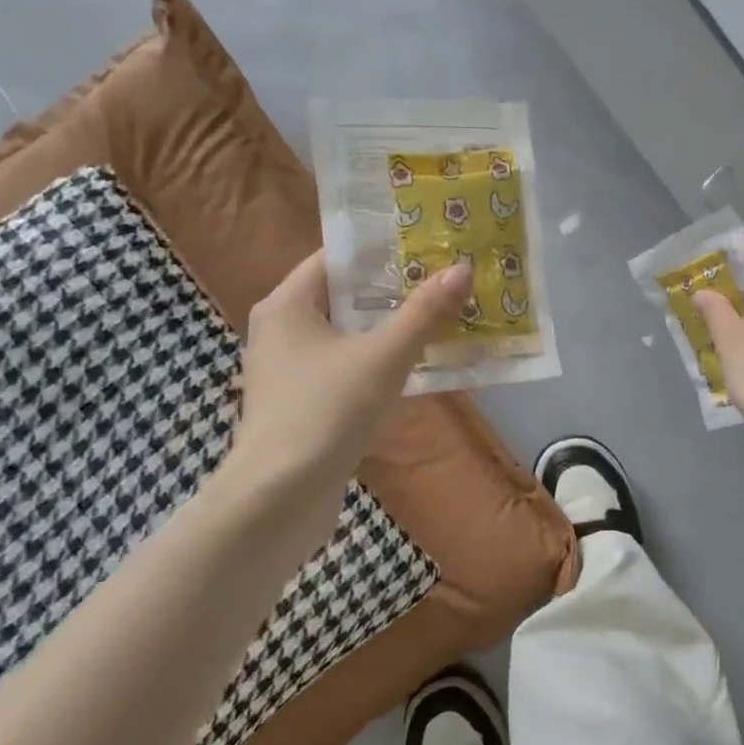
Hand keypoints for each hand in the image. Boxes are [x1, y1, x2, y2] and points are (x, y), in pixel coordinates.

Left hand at [214, 250, 471, 521]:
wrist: (280, 498)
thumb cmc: (327, 411)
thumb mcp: (384, 357)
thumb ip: (425, 313)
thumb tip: (463, 268)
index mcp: (288, 305)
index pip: (336, 259)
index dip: (382, 250)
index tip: (428, 246)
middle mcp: (281, 331)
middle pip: (344, 298)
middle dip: (395, 292)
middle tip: (446, 282)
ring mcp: (289, 372)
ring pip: (347, 337)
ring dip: (390, 331)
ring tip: (442, 320)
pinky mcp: (300, 406)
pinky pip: (345, 370)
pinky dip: (377, 365)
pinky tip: (415, 370)